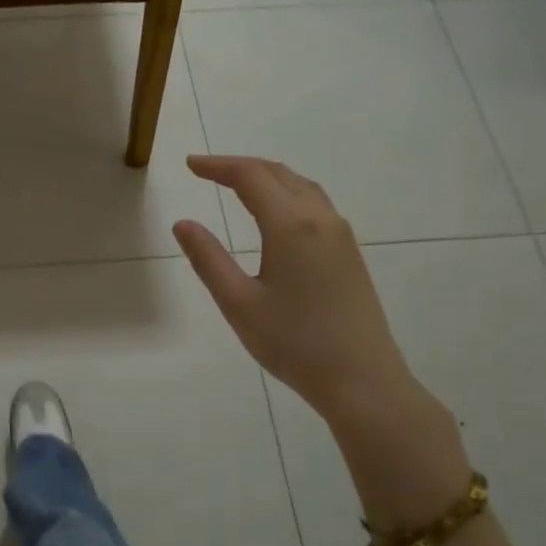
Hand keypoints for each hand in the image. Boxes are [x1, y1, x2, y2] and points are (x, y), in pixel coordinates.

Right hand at [173, 156, 418, 427]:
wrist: (362, 380)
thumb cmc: (294, 343)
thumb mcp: (238, 303)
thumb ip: (208, 259)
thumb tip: (183, 224)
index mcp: (290, 226)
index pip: (250, 177)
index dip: (217, 166)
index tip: (190, 165)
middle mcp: (320, 219)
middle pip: (278, 174)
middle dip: (240, 166)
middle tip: (206, 171)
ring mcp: (341, 235)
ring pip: (301, 186)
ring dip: (267, 176)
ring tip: (237, 183)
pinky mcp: (350, 253)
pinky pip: (315, 204)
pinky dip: (287, 193)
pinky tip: (275, 212)